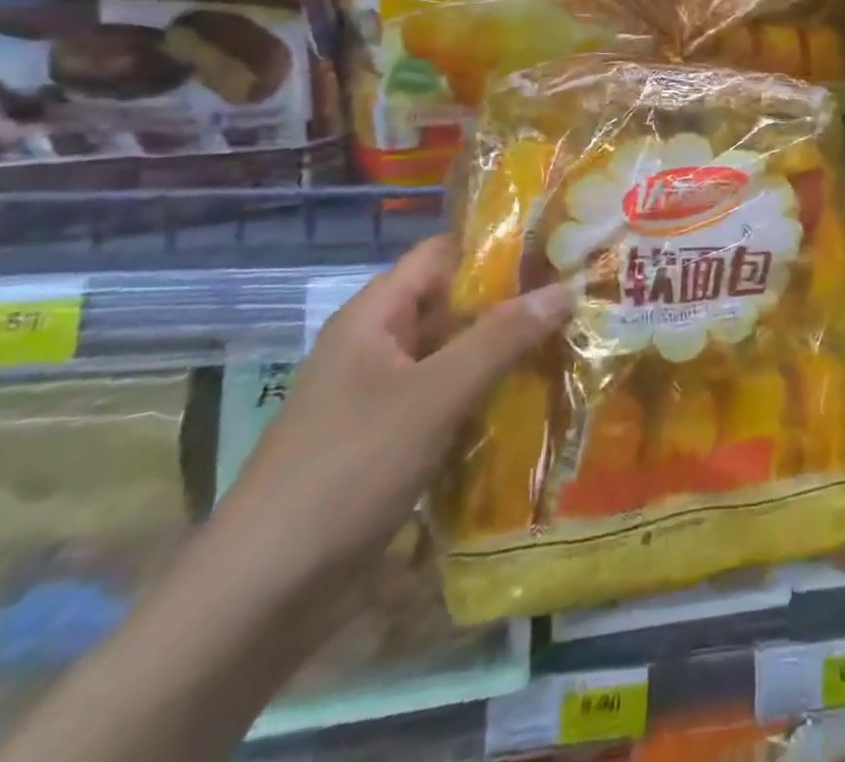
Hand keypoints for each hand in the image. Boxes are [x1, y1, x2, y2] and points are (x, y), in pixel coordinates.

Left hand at [216, 235, 572, 582]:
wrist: (261, 599)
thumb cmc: (346, 471)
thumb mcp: (433, 396)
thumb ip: (500, 339)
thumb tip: (565, 288)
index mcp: (374, 317)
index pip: (443, 254)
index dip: (498, 244)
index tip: (559, 246)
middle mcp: (379, 348)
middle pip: (455, 306)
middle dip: (515, 303)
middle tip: (583, 297)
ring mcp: (385, 399)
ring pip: (458, 358)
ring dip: (509, 354)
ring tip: (577, 344)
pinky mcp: (394, 445)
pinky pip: (452, 404)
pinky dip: (491, 399)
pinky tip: (541, 404)